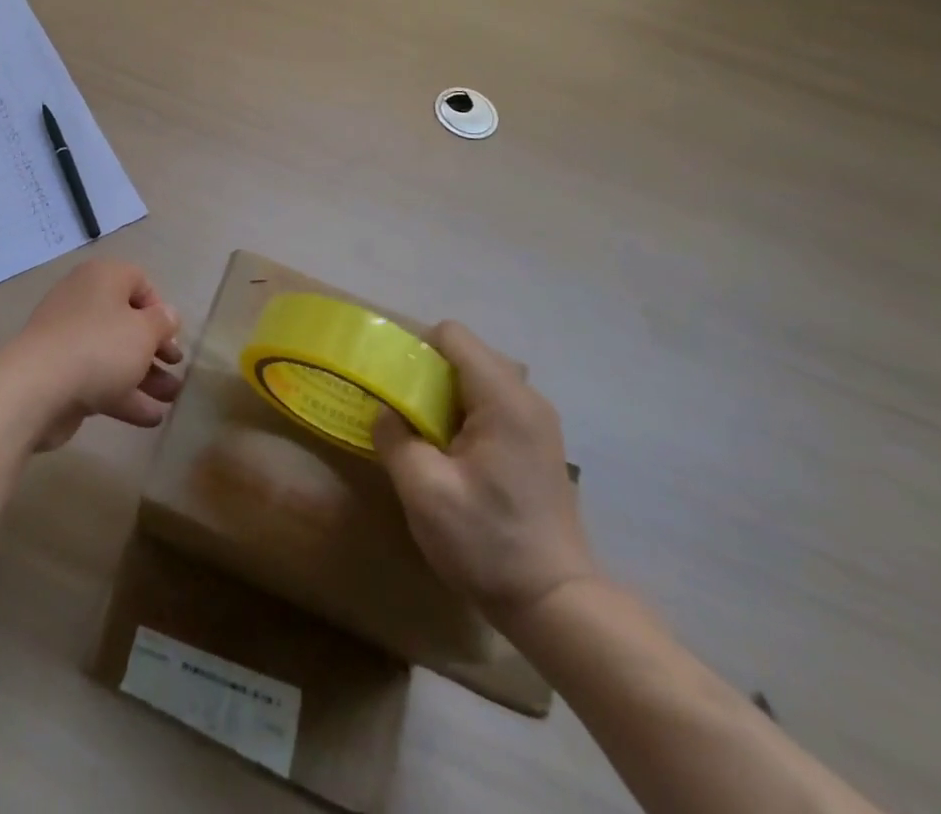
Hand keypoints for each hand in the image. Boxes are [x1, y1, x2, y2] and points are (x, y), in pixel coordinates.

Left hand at [0, 259, 184, 450]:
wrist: (36, 388)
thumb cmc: (99, 347)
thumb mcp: (144, 332)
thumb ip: (162, 322)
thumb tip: (168, 315)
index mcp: (102, 278)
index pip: (138, 281)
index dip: (159, 308)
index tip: (171, 335)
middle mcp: (83, 300)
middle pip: (126, 321)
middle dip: (155, 348)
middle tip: (176, 367)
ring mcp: (68, 338)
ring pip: (114, 353)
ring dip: (145, 376)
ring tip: (171, 399)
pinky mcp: (59, 372)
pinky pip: (98, 378)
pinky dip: (123, 395)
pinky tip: (151, 418)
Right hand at [373, 320, 599, 628]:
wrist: (556, 604)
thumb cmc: (488, 543)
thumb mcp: (424, 491)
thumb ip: (394, 437)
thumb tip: (383, 411)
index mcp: (503, 399)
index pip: (452, 335)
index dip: (415, 349)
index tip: (392, 383)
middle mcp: (526, 398)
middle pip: (464, 353)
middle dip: (425, 373)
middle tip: (399, 410)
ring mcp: (536, 421)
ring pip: (476, 379)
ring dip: (442, 396)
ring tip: (420, 433)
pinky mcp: (536, 443)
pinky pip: (490, 404)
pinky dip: (462, 414)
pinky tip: (449, 453)